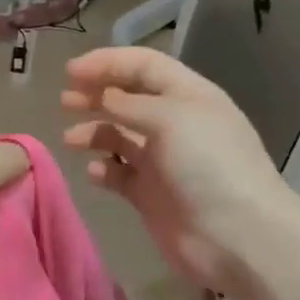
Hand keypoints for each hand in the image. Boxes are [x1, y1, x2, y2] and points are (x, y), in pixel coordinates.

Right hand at [61, 47, 299, 292]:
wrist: (235, 236)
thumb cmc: (207, 165)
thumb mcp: (170, 119)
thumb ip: (129, 104)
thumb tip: (103, 96)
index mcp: (188, 96)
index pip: (143, 66)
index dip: (107, 63)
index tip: (70, 72)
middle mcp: (175, 124)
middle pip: (128, 100)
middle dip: (96, 95)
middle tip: (65, 101)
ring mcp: (162, 161)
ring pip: (119, 137)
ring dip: (94, 133)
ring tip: (71, 140)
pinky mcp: (150, 195)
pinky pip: (119, 175)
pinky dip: (104, 170)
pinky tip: (95, 172)